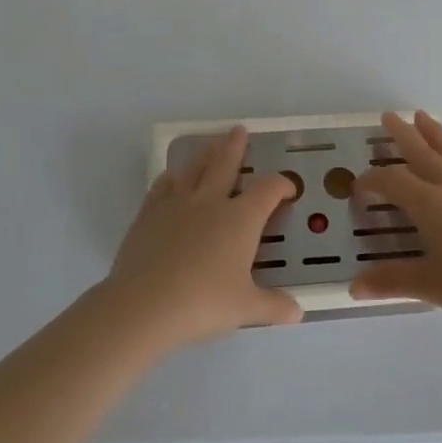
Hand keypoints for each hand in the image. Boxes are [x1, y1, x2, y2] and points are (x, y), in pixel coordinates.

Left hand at [108, 126, 302, 346]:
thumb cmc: (203, 303)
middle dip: (235, 146)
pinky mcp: (149, 215)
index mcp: (240, 219)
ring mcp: (176, 205)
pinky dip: (170, 179)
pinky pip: (162, 188)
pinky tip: (171, 178)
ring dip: (205, 155)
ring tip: (211, 145)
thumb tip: (297, 312)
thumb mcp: (245, 309)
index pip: (268, 191)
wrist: (144, 305)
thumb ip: (273, 306)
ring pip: (194, 170)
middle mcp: (210, 202)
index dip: (281, 185)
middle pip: (226, 164)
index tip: (288, 189)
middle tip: (239, 130)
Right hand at [350, 111, 441, 328]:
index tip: (359, 187)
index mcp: (429, 204)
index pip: (392, 182)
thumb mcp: (431, 286)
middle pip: (421, 152)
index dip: (372, 181)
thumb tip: (353, 288)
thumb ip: (392, 281)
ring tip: (421, 115)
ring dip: (433, 131)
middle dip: (401, 134)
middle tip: (387, 115)